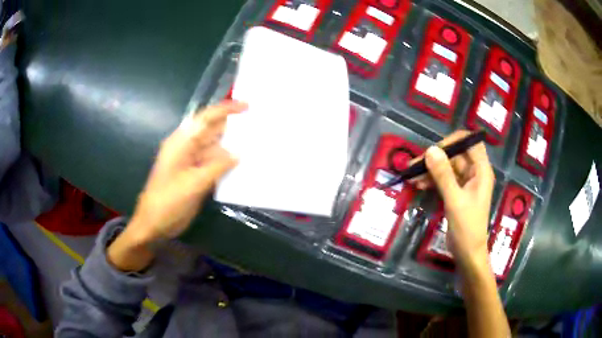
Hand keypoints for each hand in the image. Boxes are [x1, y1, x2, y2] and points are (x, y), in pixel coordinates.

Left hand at [107, 101, 245, 271]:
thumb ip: (216, 167)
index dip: (225, 110)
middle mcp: (187, 148)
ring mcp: (193, 163)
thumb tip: (238, 153)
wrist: (154, 225)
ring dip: (233, 146)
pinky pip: (215, 164)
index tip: (247, 106)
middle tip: (258, 124)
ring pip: (216, 148)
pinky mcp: (197, 176)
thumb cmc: (167, 202)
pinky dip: (228, 163)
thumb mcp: (192, 184)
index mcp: (181, 143)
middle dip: (233, 126)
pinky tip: (244, 164)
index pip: (205, 119)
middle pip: (212, 131)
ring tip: (257, 143)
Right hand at [411, 130, 494, 273]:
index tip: (434, 149)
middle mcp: (474, 173)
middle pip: (455, 155)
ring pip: (447, 168)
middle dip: (435, 159)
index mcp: (481, 171)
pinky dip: (432, 181)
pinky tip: (419, 185)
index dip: (453, 141)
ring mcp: (465, 183)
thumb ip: (443, 175)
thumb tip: (430, 150)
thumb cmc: (467, 228)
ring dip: (430, 171)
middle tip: (414, 165)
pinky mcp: (457, 193)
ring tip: (411, 177)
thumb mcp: (454, 200)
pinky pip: (443, 180)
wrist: (467, 253)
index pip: (470, 143)